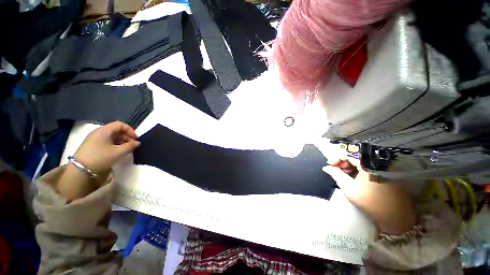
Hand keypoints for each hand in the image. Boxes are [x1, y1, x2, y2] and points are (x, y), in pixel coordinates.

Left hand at [56, 122, 139, 201]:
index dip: (130, 130)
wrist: (80, 169)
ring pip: (111, 136)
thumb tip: (137, 143)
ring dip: (121, 141)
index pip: (120, 124)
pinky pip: (106, 141)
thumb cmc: (101, 157)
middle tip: (132, 145)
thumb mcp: (119, 152)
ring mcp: (94, 139)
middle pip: (116, 130)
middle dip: (126, 137)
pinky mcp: (91, 145)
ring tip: (125, 150)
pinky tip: (116, 152)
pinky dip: (114, 144)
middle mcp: (98, 132)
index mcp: (104, 130)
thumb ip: (131, 146)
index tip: (135, 139)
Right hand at [317, 141, 416, 234]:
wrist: (396, 217)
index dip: (336, 157)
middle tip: (336, 170)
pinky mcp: (387, 170)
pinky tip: (354, 175)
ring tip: (343, 174)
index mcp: (369, 164)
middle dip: (343, 161)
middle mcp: (378, 160)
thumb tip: (326, 168)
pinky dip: (359, 167)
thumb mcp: (350, 189)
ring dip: (350, 164)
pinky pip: (369, 164)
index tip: (329, 165)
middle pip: (355, 154)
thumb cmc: (371, 203)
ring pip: (362, 159)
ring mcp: (384, 165)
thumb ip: (336, 175)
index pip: (349, 153)